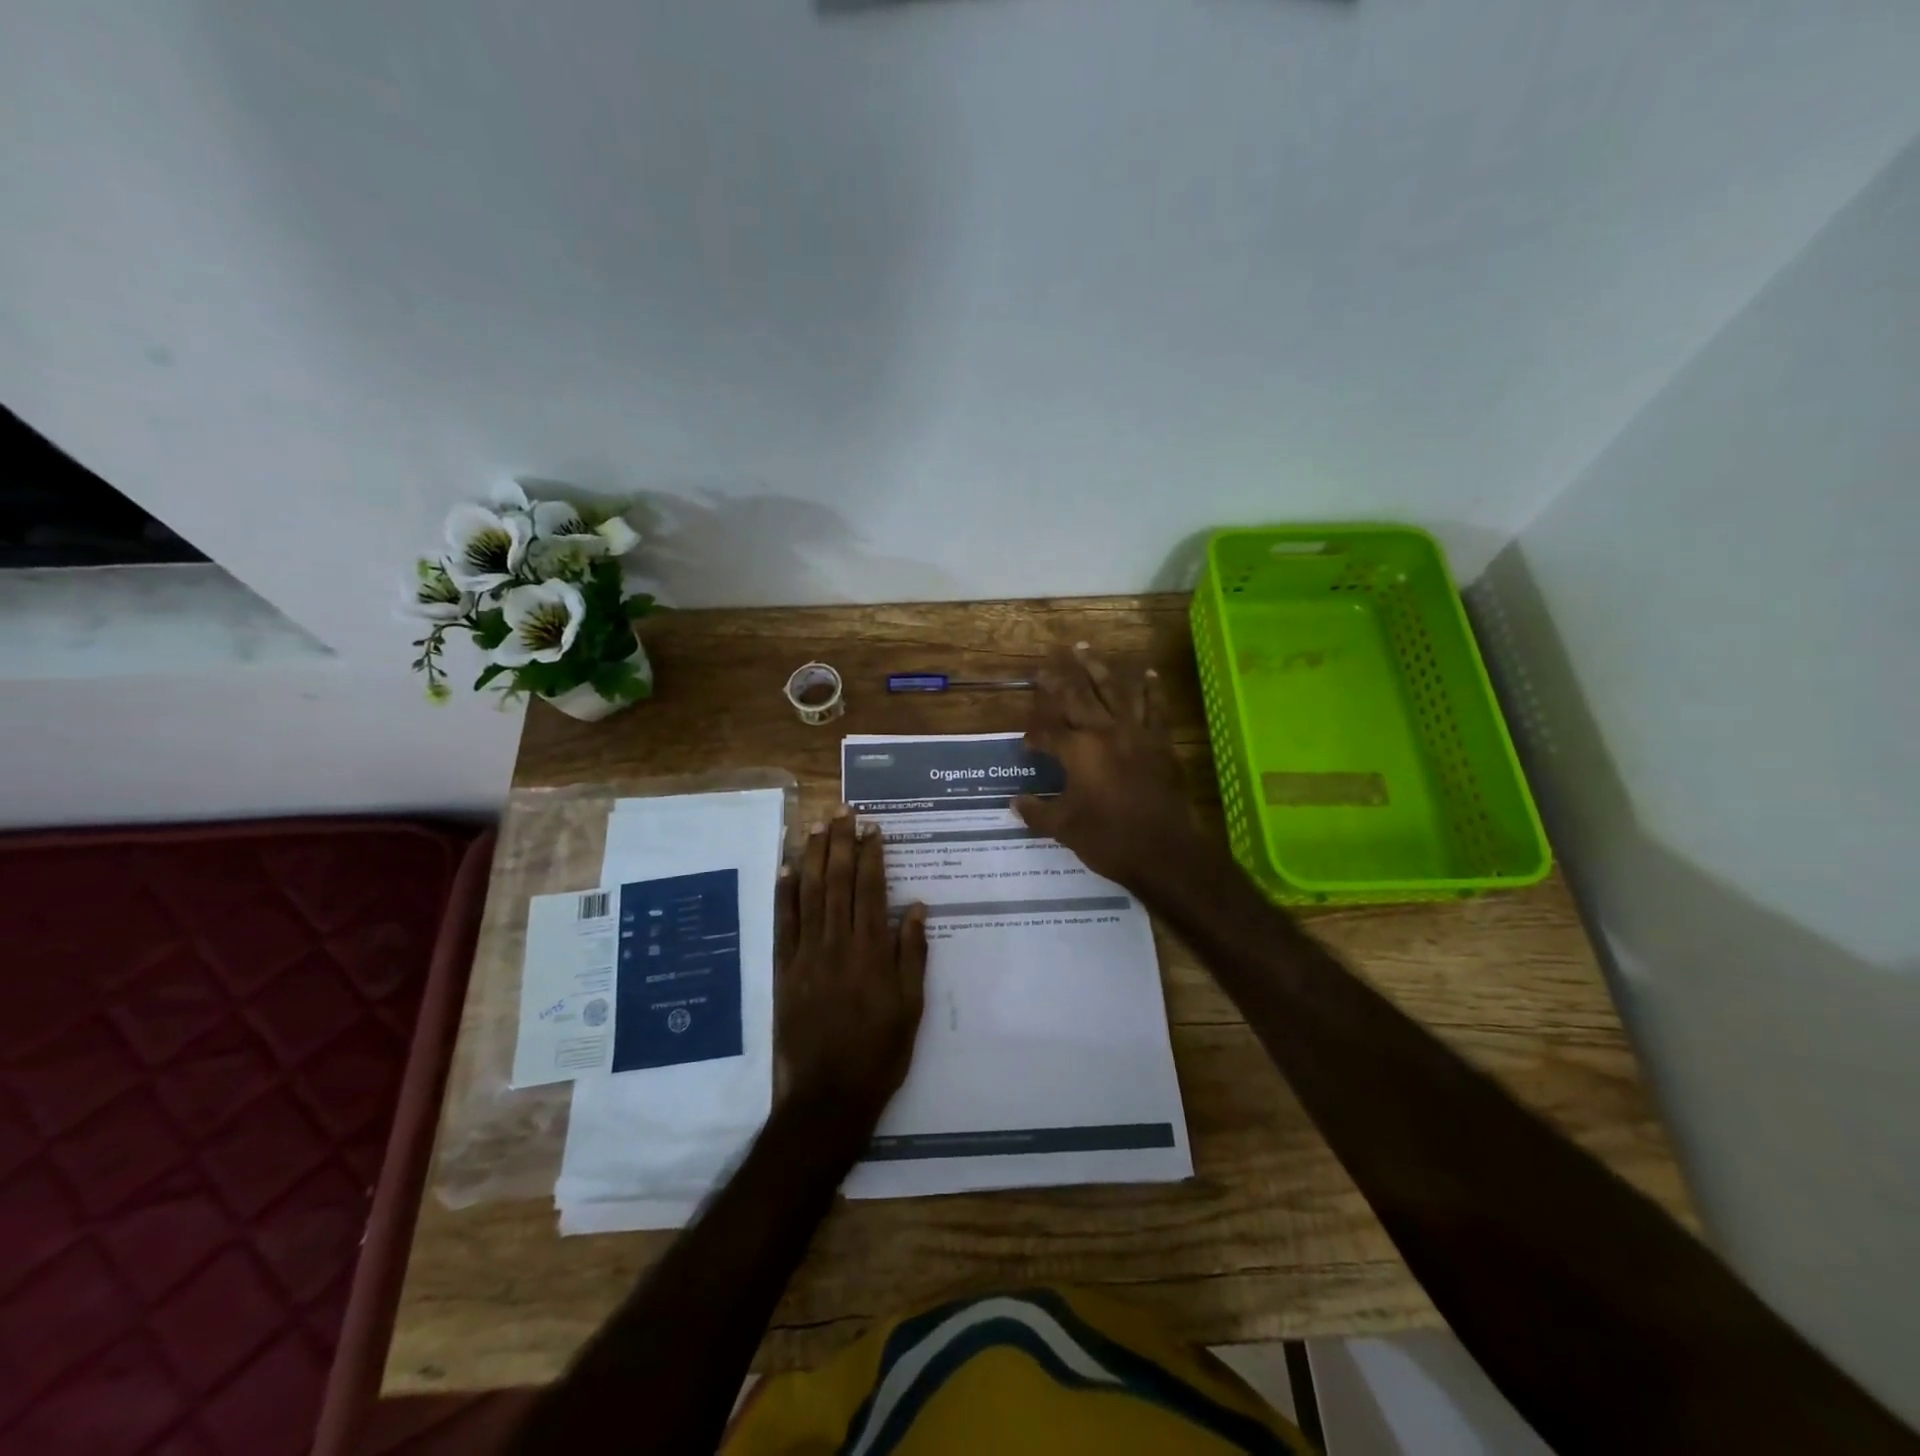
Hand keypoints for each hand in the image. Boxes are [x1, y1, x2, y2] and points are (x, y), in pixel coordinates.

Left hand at [775, 809, 927, 1131]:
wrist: (828, 1096)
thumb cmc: (880, 1052)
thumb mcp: (911, 1006)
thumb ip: (912, 954)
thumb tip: (914, 907)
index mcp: (872, 951)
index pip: (870, 889)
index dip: (871, 855)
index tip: (873, 827)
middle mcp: (837, 944)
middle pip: (837, 882)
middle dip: (841, 843)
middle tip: (844, 812)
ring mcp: (807, 955)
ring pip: (808, 894)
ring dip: (811, 856)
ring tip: (816, 826)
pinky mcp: (785, 971)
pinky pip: (783, 924)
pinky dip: (784, 894)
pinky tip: (786, 868)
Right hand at [1014, 643, 1204, 893]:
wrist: (1163, 850)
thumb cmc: (1108, 838)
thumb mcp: (1064, 828)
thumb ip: (1037, 812)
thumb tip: (1014, 803)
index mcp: (1077, 751)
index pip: (1048, 733)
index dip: (1035, 736)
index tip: (1028, 743)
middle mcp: (1104, 732)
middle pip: (1077, 697)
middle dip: (1059, 680)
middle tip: (1047, 664)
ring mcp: (1135, 733)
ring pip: (1113, 691)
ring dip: (1097, 668)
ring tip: (1085, 648)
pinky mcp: (1160, 742)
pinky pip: (1154, 708)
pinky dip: (1150, 689)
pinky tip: (1147, 673)